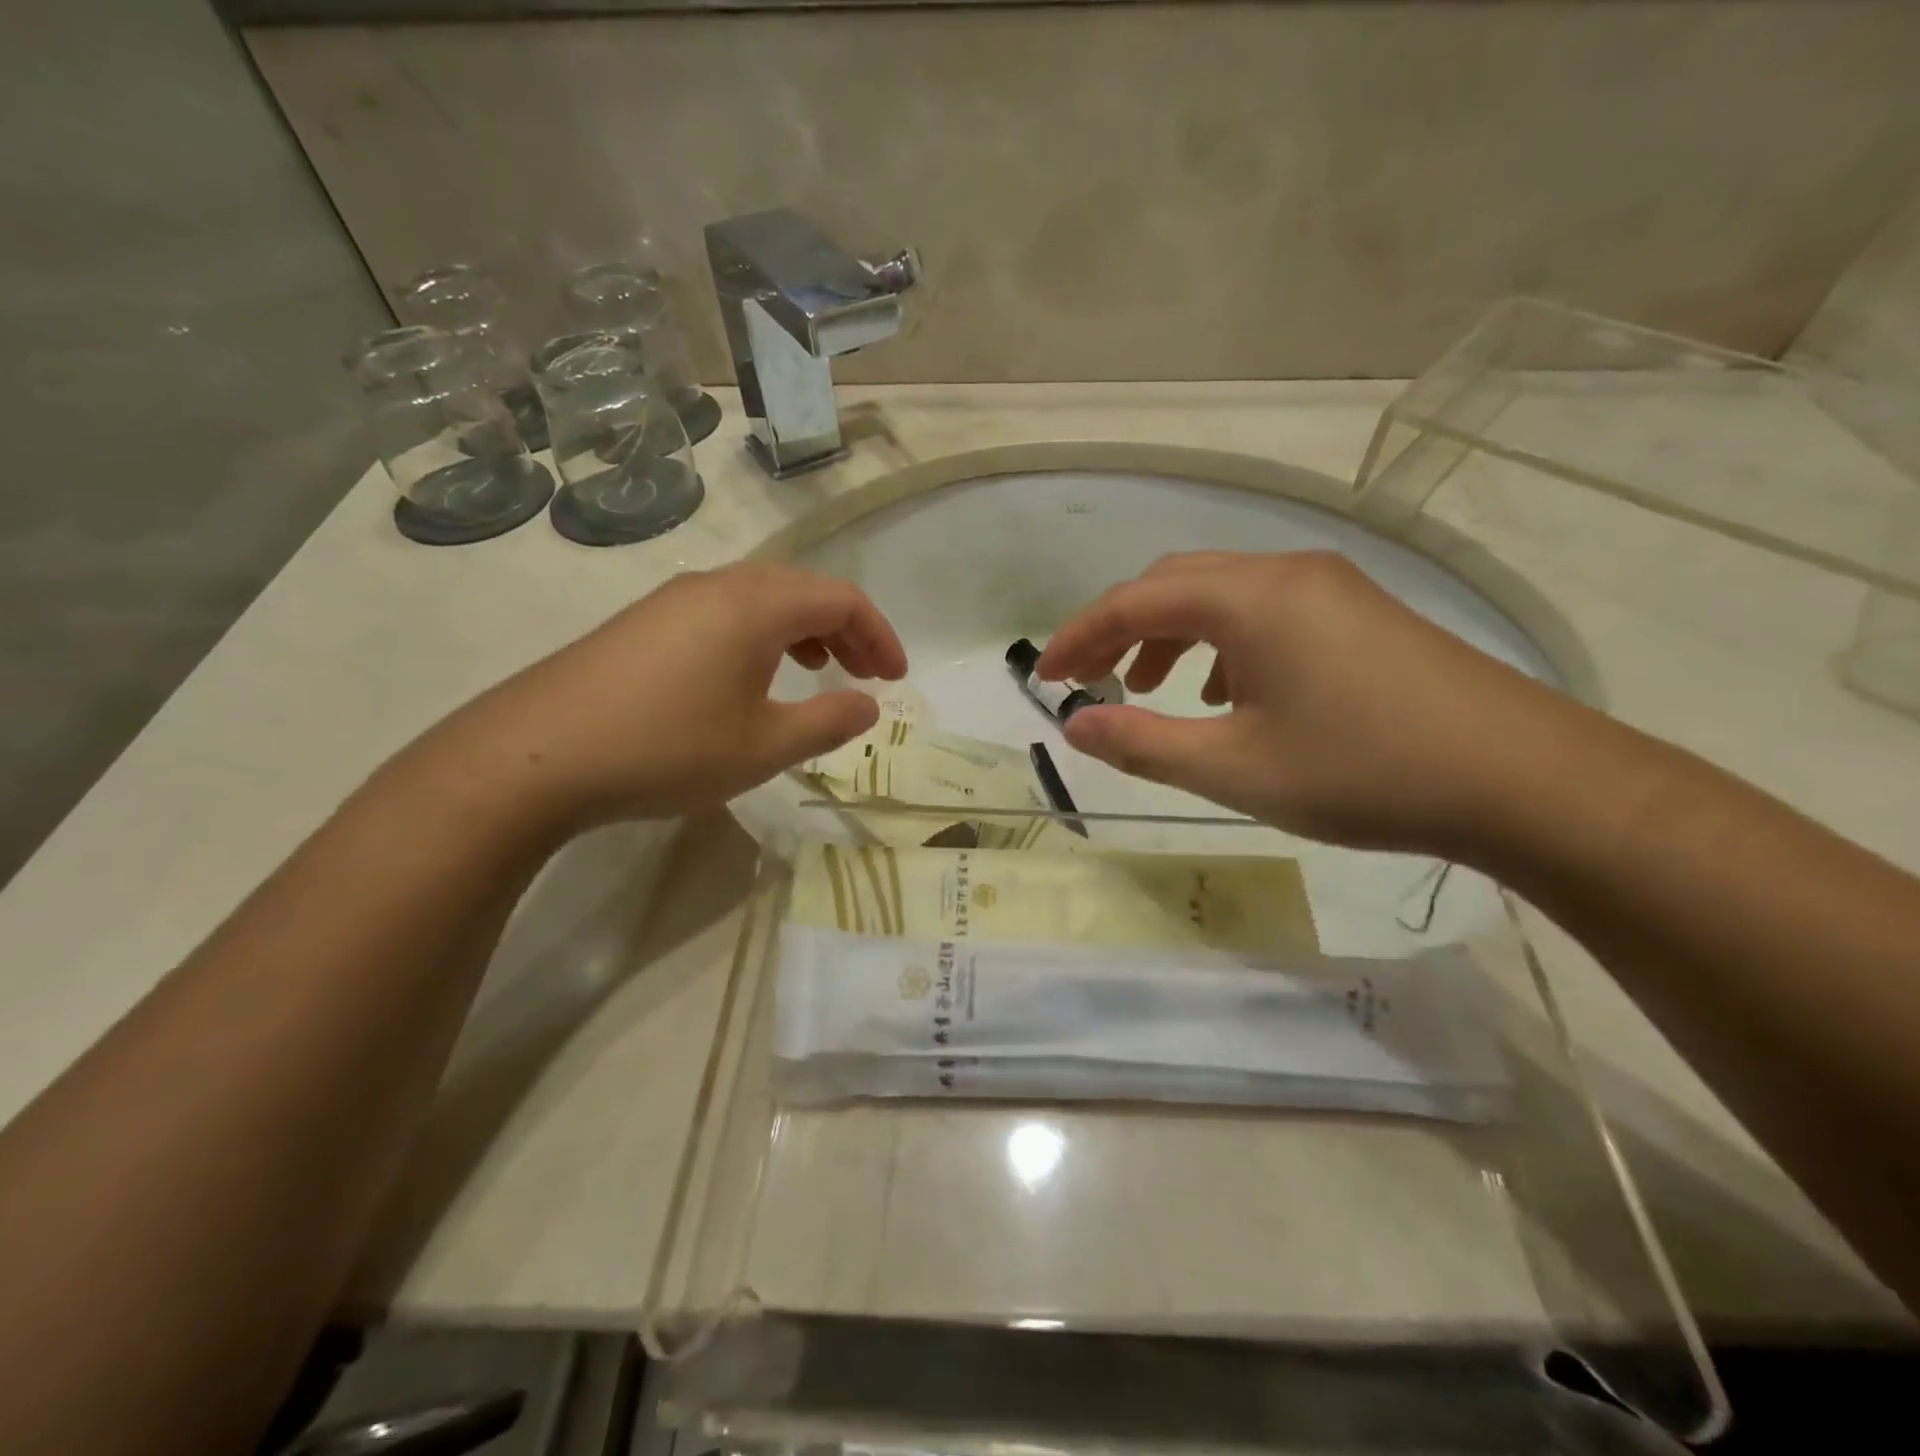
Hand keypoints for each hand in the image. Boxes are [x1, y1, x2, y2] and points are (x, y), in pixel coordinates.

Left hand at [448, 564, 906, 830]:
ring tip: (818, 671)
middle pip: (804, 590)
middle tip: (867, 676)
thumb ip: (827, 721)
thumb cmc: (667, 748)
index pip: (841, 599)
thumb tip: (869, 705)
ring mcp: (674, 599)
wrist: (534, 755)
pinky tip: (751, 678)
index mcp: (756, 604)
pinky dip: (761, 637)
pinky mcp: (644, 622)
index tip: (896, 679)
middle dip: (846, 631)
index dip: (879, 635)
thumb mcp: (763, 747)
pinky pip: (724, 613)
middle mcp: (718, 585)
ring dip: (804, 631)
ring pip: (762, 599)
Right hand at [1037, 551, 1572, 856]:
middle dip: (1119, 629)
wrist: (1522, 780)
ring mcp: (1328, 587)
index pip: (1134, 602)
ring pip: (1220, 595)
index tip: (1042, 676)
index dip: (1078, 637)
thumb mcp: (1235, 769)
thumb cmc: (1364, 772)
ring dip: (1169, 635)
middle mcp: (1285, 573)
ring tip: (1150, 689)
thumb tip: (1074, 725)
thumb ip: (1142, 745)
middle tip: (1088, 681)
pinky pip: (1263, 611)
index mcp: (1250, 598)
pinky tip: (1226, 693)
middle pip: (1174, 584)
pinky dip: (1220, 643)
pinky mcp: (1357, 612)